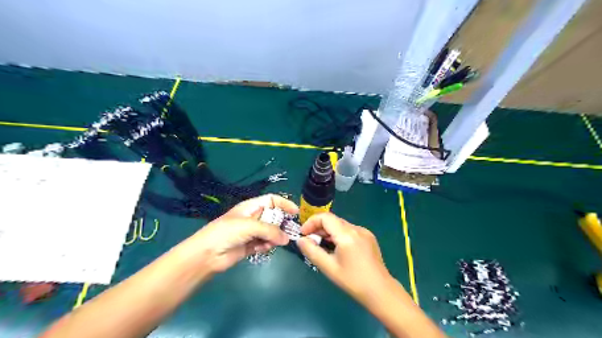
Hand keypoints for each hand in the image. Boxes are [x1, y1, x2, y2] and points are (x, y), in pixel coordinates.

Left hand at [187, 194, 297, 273]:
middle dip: (281, 224)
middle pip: (273, 217)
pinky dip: (266, 246)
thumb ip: (270, 231)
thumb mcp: (250, 226)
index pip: (272, 200)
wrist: (207, 254)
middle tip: (289, 232)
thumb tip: (286, 239)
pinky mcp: (250, 246)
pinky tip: (262, 249)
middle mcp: (253, 218)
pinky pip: (265, 244)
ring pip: (271, 232)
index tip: (296, 212)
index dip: (284, 204)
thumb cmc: (227, 232)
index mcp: (251, 207)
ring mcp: (251, 232)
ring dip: (274, 237)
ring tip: (271, 243)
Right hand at [297, 215, 392, 304]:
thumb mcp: (329, 267)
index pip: (325, 217)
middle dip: (318, 228)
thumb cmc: (352, 281)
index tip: (303, 234)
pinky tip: (337, 248)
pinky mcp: (369, 236)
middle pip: (333, 220)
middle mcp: (356, 228)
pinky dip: (339, 234)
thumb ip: (312, 251)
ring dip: (328, 231)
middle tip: (310, 242)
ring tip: (322, 246)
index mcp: (347, 235)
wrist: (380, 291)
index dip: (311, 222)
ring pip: (341, 224)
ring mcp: (364, 231)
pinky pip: (349, 230)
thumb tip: (300, 240)